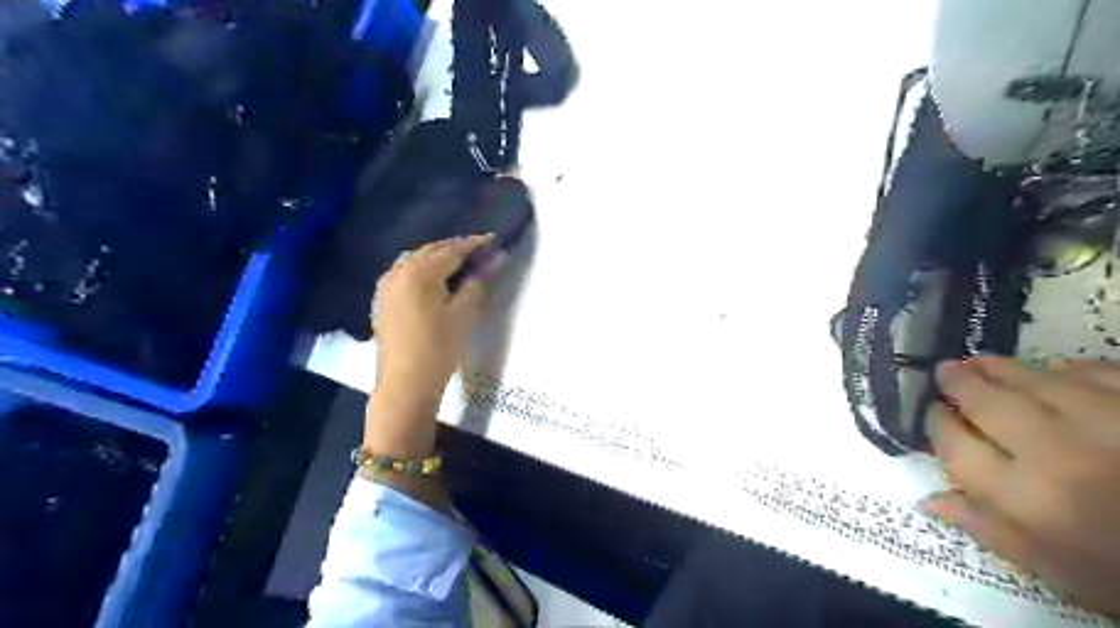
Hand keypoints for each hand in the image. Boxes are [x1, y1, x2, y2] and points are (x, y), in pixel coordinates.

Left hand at [367, 232, 499, 458]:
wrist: (405, 384)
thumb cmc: (439, 349)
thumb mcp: (465, 315)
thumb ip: (477, 284)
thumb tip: (491, 261)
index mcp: (420, 273)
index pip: (452, 250)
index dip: (475, 245)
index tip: (494, 241)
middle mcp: (399, 271)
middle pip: (431, 250)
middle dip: (456, 248)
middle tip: (480, 253)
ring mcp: (386, 286)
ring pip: (415, 260)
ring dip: (437, 257)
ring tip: (459, 265)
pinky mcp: (382, 300)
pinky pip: (404, 273)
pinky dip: (421, 269)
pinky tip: (433, 280)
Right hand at [924, 356, 1119, 615]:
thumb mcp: (1055, 570)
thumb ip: (989, 530)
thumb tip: (931, 499)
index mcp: (1027, 499)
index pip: (956, 445)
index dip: (937, 423)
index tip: (935, 413)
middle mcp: (1058, 453)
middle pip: (988, 403)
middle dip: (959, 384)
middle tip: (947, 371)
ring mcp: (1108, 424)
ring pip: (1036, 380)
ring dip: (1001, 369)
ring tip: (983, 364)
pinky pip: (1097, 372)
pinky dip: (1068, 369)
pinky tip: (1055, 373)